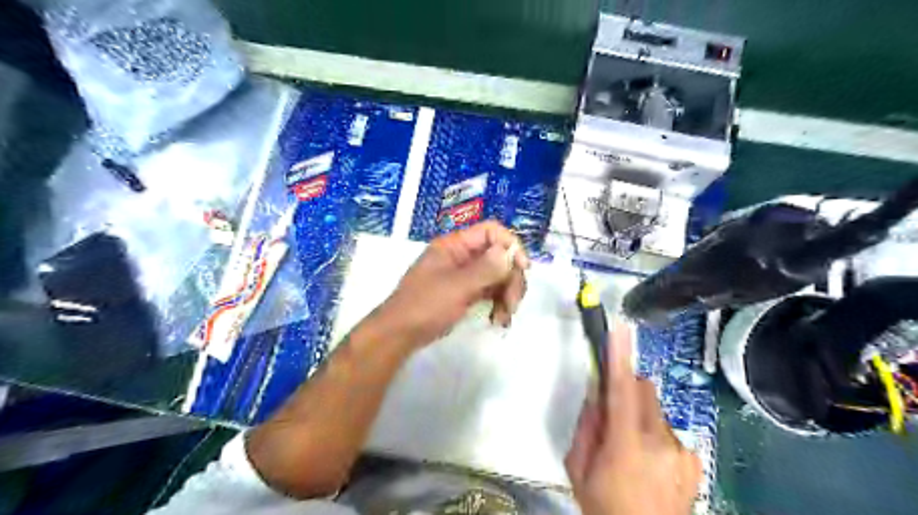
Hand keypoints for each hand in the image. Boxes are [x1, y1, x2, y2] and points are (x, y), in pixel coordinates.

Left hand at [371, 221, 531, 350]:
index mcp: (455, 245)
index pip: (491, 232)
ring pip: (497, 276)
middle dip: (511, 278)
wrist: (400, 335)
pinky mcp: (465, 293)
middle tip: (513, 304)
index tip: (523, 269)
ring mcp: (464, 275)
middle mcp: (461, 256)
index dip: (510, 246)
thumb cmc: (424, 306)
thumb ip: (485, 269)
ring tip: (504, 318)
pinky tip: (499, 320)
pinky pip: (490, 292)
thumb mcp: (456, 287)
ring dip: (507, 294)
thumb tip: (509, 251)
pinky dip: (498, 303)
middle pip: (499, 256)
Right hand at [564, 322, 699, 513]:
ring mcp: (682, 450)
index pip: (623, 390)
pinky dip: (653, 433)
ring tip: (630, 448)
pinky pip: (667, 428)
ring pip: (655, 408)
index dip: (620, 357)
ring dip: (639, 415)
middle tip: (611, 413)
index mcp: (626, 445)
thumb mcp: (579, 467)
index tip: (619, 329)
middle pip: (644, 389)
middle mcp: (661, 442)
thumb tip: (596, 393)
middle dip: (627, 389)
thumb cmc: (604, 507)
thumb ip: (587, 424)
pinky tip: (648, 462)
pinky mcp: (694, 458)